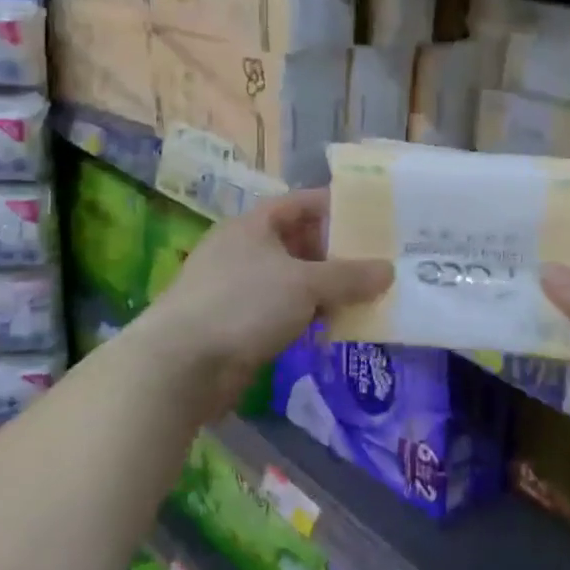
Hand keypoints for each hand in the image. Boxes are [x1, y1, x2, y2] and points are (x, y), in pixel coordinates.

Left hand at [135, 190, 391, 417]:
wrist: (180, 365)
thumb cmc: (243, 305)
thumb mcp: (304, 284)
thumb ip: (349, 276)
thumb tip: (388, 270)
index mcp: (254, 225)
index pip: (301, 203)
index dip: (335, 206)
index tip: (372, 217)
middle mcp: (245, 250)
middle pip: (299, 243)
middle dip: (337, 253)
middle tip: (378, 262)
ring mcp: (239, 288)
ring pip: (293, 280)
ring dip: (326, 288)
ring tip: (368, 295)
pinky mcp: (238, 324)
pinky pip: (283, 311)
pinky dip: (308, 315)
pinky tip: (335, 326)